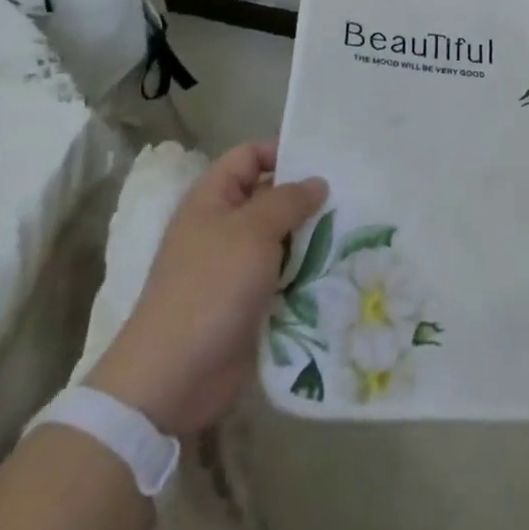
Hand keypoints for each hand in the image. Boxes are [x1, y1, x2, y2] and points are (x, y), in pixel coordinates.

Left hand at [88, 141, 326, 435]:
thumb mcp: (253, 230)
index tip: (322, 161)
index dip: (281, 152)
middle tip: (350, 197)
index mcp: (212, 199)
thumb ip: (288, 200)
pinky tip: (338, 269)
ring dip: (311, 238)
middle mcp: (223, 227)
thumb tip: (317, 182)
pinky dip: (306, 273)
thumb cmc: (211, 287)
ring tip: (353, 231)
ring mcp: (235, 267)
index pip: (249, 156)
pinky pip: (283, 276)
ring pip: (281, 239)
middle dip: (306, 198)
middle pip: (270, 197)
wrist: (174, 377)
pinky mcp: (248, 303)